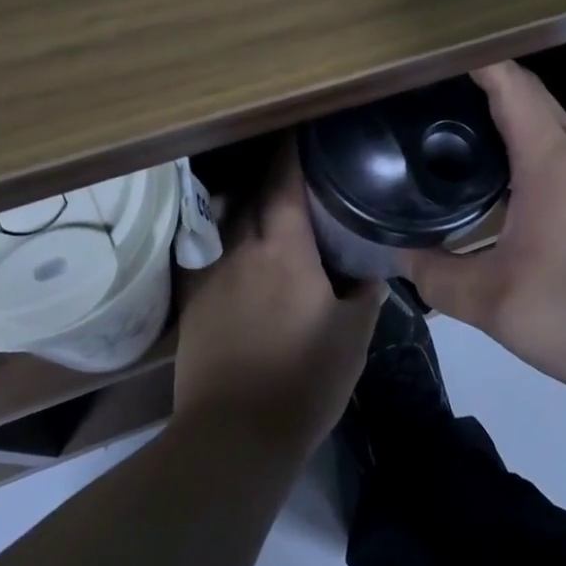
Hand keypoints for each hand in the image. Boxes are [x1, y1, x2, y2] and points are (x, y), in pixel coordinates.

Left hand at [172, 140, 382, 458]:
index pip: (284, 183)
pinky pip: (207, 251)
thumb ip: (365, 293)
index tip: (299, 130)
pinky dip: (221, 236)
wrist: (234, 435)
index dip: (291, 152)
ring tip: (261, 198)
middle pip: (251, 193)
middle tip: (289, 166)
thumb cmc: (304, 380)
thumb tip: (373, 270)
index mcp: (284, 249)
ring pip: (225, 219)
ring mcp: (211, 273)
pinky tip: (232, 244)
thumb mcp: (353, 337)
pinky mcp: (192, 301)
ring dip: (243, 201)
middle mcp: (242, 248)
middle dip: (268, 173)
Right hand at [401, 62, 565, 395]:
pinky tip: (495, 175)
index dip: (473, 60)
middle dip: (483, 79)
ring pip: (545, 123)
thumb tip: (399, 257)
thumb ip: (439, 279)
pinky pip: (554, 151)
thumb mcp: (497, 305)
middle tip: (430, 89)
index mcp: (549, 162)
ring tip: (453, 124)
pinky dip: (521, 142)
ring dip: (505, 111)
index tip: (430, 56)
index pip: (510, 85)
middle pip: (529, 95)